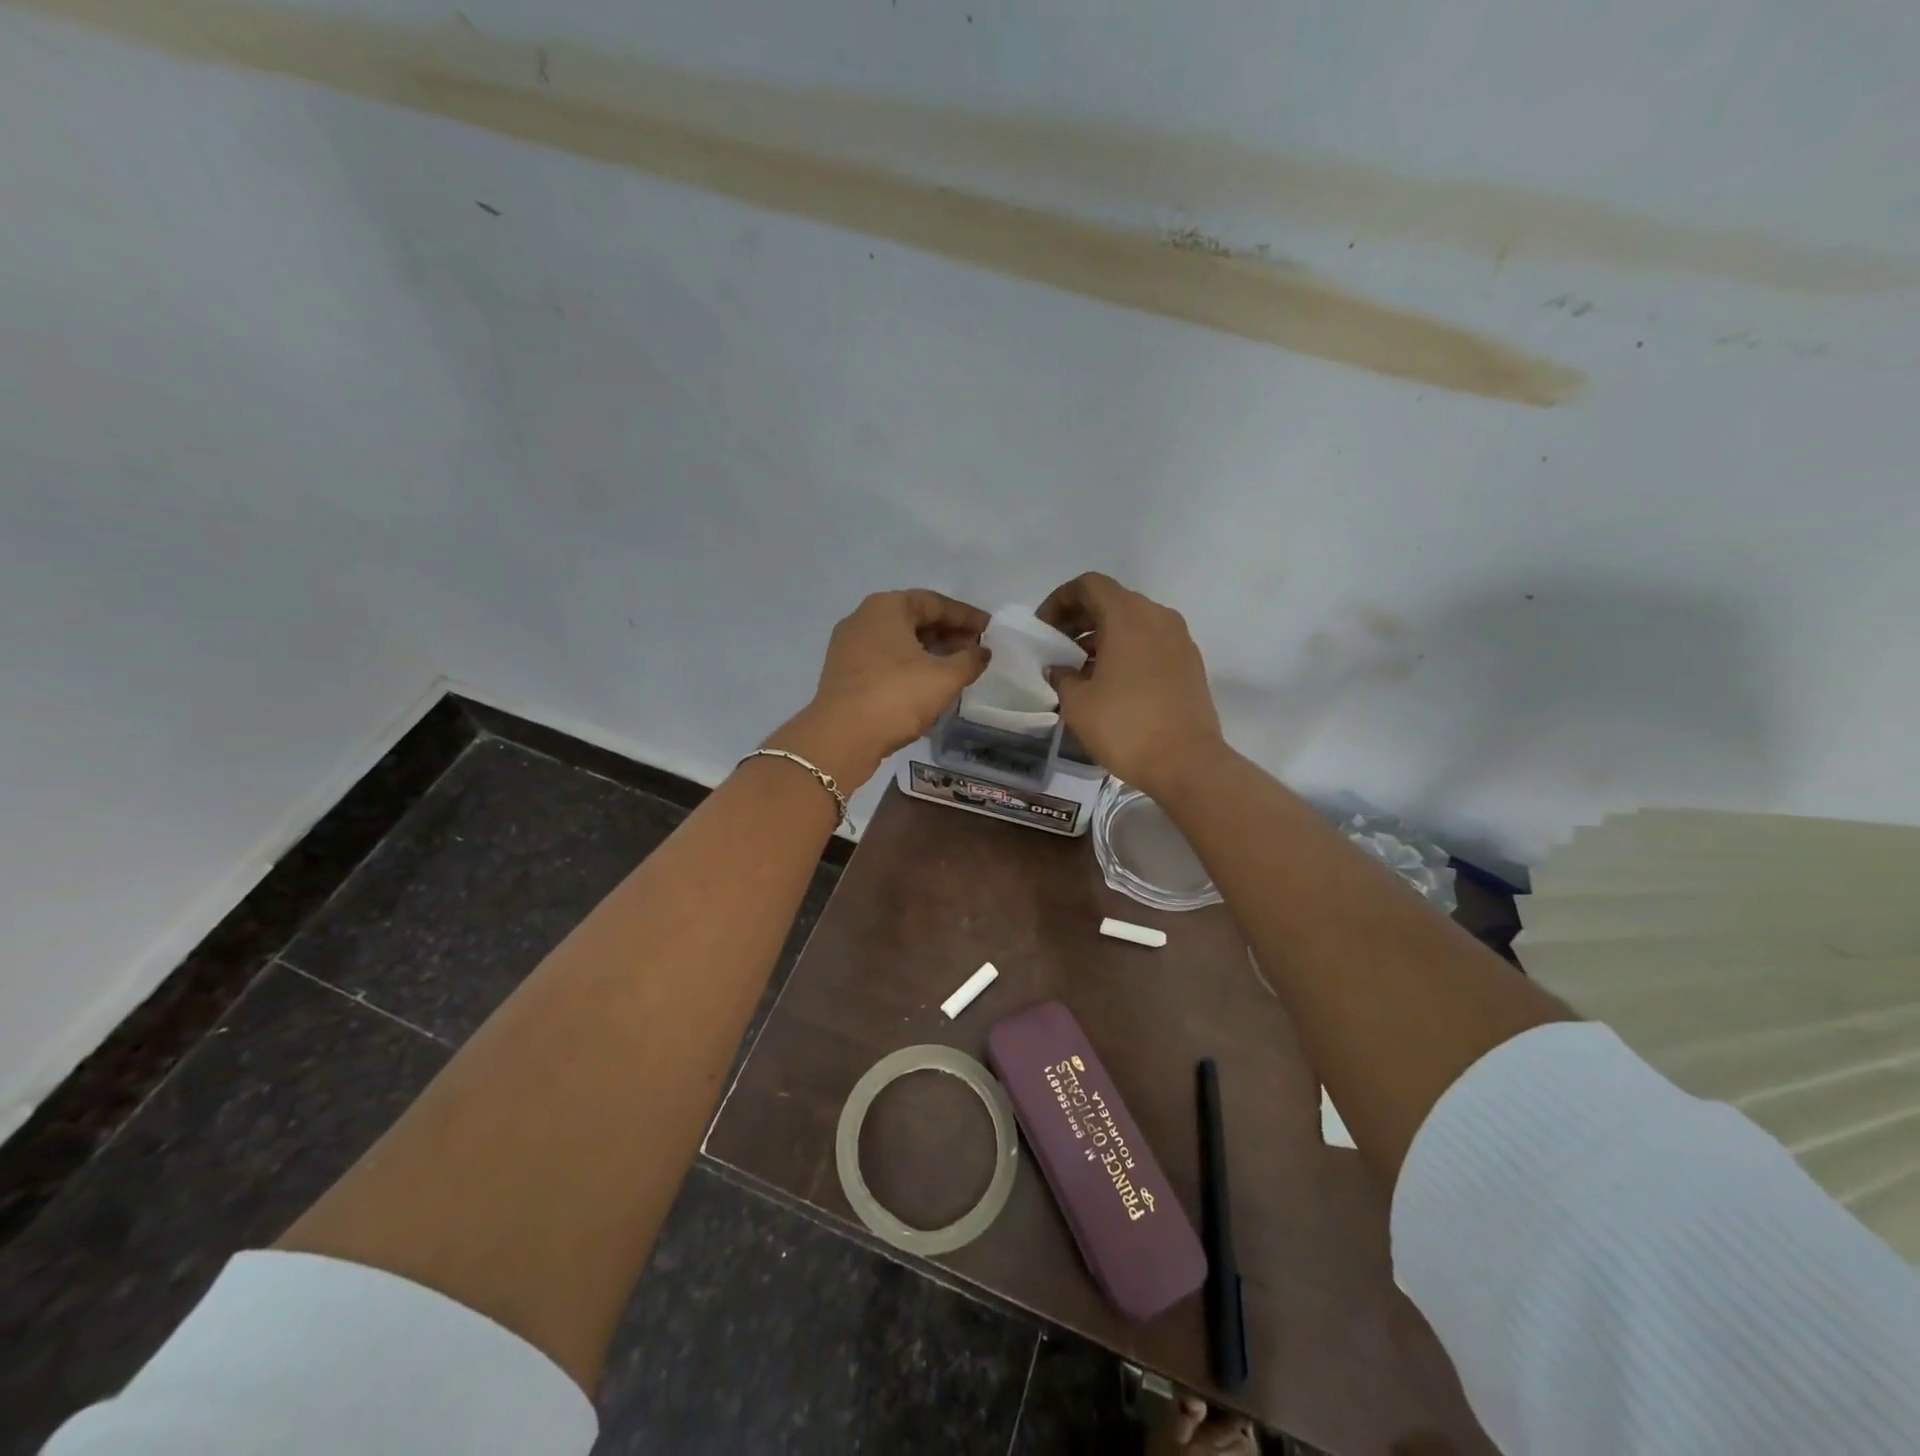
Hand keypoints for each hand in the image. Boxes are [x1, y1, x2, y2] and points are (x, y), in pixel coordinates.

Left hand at [768, 589, 989, 787]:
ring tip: (958, 669)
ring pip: (899, 642)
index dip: (966, 616)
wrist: (841, 738)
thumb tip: (982, 652)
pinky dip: (910, 667)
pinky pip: (886, 661)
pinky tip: (929, 685)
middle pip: (914, 619)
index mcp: (886, 607)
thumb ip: (969, 661)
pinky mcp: (845, 674)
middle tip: (976, 650)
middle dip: (948, 634)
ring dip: (930, 652)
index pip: (935, 602)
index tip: (990, 630)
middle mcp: (864, 619)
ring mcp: (849, 647)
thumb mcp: (944, 678)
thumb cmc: (896, 697)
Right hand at [1038, 572, 1223, 796]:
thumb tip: (1059, 668)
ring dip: (1102, 636)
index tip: (1044, 629)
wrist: (1187, 763)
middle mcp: (1157, 617)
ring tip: (1080, 669)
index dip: (1060, 600)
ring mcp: (1179, 640)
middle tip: (1056, 648)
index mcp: (1128, 616)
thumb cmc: (1125, 727)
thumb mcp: (1077, 703)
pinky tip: (1110, 683)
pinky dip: (1126, 650)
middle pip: (1112, 601)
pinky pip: (1151, 643)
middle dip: (1079, 619)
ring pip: (1133, 623)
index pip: (1089, 585)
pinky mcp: (1190, 663)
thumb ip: (1061, 675)